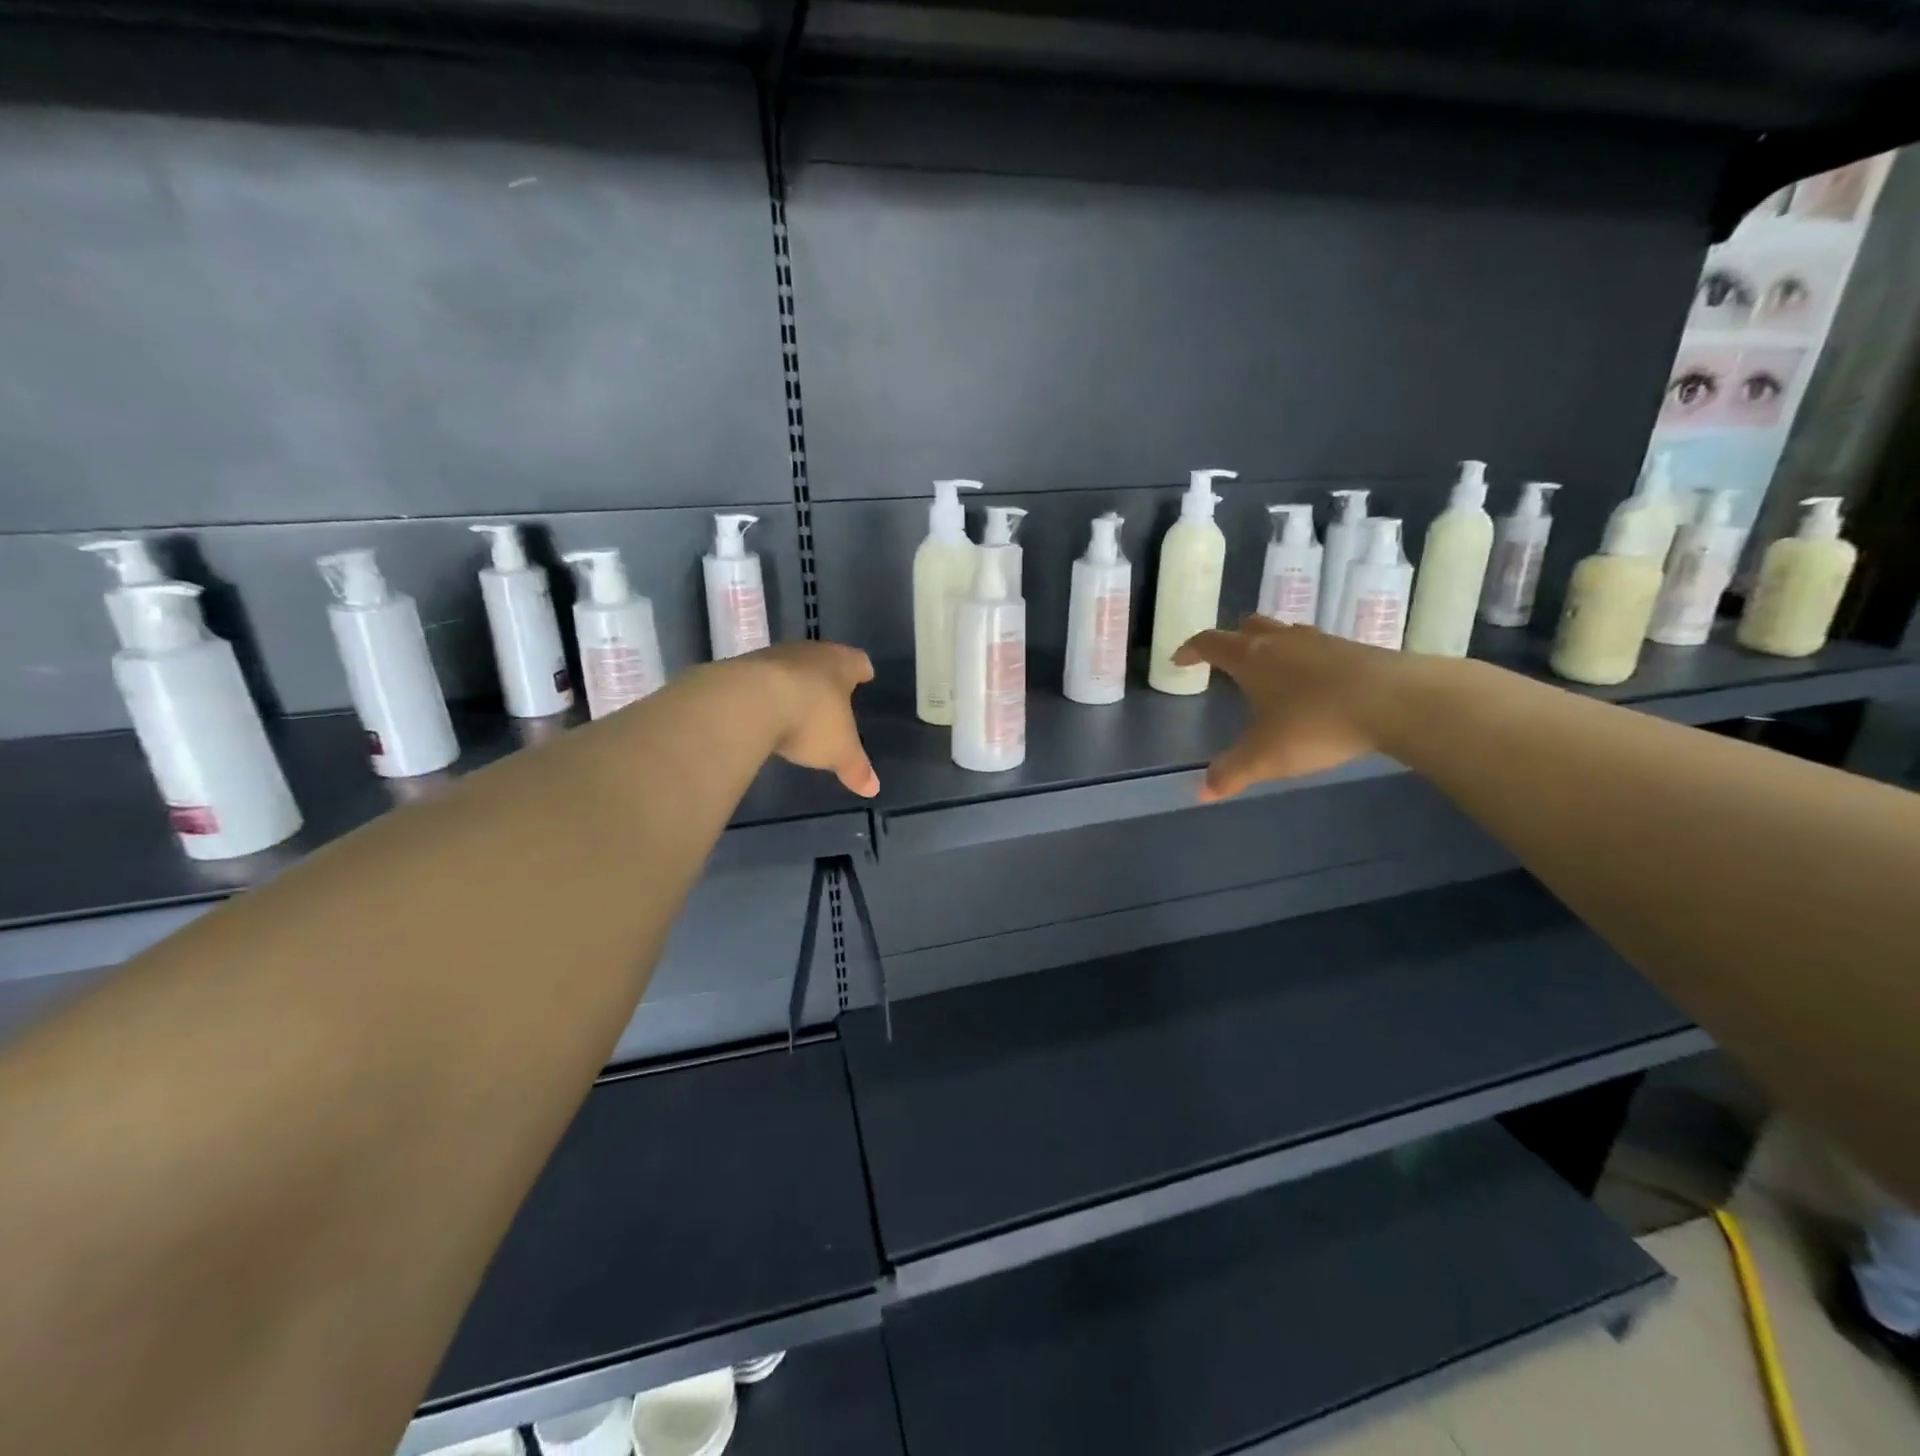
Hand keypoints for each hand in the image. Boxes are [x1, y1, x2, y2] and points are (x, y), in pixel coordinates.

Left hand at [755, 641, 880, 797]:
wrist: (748, 703)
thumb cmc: (810, 719)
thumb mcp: (839, 751)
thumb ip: (856, 768)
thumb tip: (874, 788)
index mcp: (841, 664)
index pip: (858, 662)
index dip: (861, 671)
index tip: (865, 676)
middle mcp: (809, 652)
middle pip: (823, 659)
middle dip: (827, 675)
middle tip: (832, 692)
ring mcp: (772, 656)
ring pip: (790, 666)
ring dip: (794, 682)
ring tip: (796, 703)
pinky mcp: (742, 668)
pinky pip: (761, 679)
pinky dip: (766, 692)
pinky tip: (765, 710)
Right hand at [1173, 618, 1405, 800]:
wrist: (1398, 701)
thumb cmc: (1317, 723)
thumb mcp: (1266, 756)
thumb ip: (1231, 772)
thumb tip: (1200, 792)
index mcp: (1251, 658)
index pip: (1210, 643)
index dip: (1190, 650)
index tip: (1179, 660)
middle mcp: (1282, 641)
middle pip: (1248, 626)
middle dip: (1232, 640)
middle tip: (1225, 661)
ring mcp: (1321, 641)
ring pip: (1285, 634)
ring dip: (1270, 646)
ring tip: (1269, 672)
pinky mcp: (1354, 650)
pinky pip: (1316, 647)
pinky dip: (1303, 659)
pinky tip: (1313, 684)